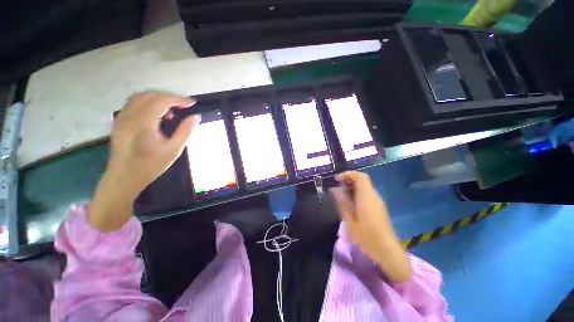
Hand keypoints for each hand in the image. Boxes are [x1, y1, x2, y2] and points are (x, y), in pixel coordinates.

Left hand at [89, 91, 199, 230]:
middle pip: (150, 95)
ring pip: (140, 97)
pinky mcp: (119, 122)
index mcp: (143, 122)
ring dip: (158, 100)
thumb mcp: (174, 150)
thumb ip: (185, 131)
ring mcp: (122, 118)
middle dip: (169, 98)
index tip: (192, 103)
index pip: (162, 100)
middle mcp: (130, 115)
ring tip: (171, 112)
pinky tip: (156, 116)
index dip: (179, 99)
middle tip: (183, 107)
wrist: (123, 178)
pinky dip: (147, 104)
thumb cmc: (150, 165)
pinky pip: (133, 104)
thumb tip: (195, 117)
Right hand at [332, 171, 409, 281]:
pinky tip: (351, 204)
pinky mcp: (379, 207)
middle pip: (362, 180)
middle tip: (337, 188)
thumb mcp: (350, 221)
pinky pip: (367, 194)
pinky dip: (357, 194)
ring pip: (364, 187)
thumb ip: (342, 202)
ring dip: (352, 187)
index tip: (337, 179)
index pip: (360, 176)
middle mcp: (374, 196)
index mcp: (367, 197)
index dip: (348, 174)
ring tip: (341, 196)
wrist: (388, 251)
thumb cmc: (367, 237)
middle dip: (348, 180)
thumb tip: (335, 189)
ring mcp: (378, 202)